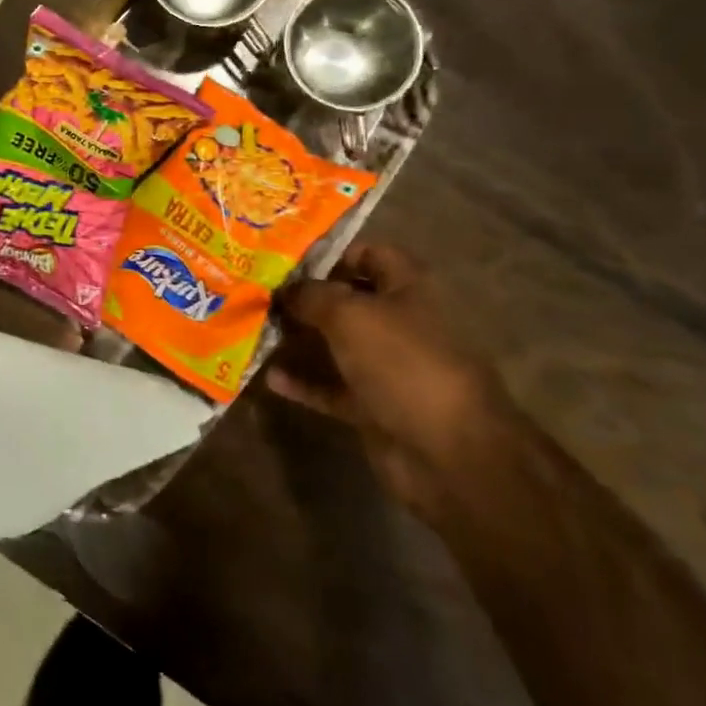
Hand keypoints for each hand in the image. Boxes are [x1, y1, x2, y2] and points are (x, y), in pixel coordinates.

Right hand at [267, 243, 508, 514]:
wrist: (447, 452)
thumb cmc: (402, 363)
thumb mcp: (349, 314)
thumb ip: (311, 296)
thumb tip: (283, 289)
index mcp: (407, 288)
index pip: (370, 254)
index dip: (331, 253)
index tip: (286, 260)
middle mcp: (399, 322)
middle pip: (348, 300)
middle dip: (305, 298)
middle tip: (259, 294)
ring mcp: (388, 368)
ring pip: (337, 345)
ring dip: (300, 340)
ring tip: (257, 331)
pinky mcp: (374, 407)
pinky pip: (332, 388)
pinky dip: (304, 383)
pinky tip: (269, 377)